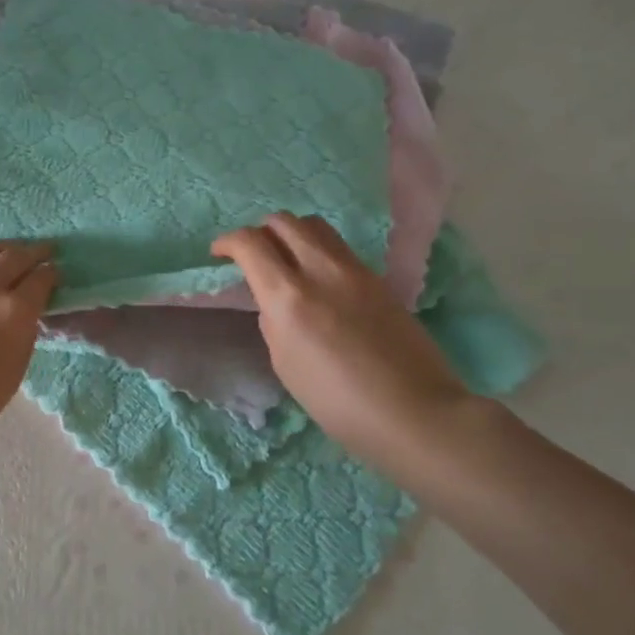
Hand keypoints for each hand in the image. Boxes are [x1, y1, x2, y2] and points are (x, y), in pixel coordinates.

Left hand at [0, 242, 57, 455]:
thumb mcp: (15, 369)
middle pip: (13, 257)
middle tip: (42, 251)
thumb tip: (25, 310)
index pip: (40, 279)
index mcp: (12, 312)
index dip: (51, 273)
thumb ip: (23, 331)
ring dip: (1, 249)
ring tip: (8, 251)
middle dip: (33, 253)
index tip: (54, 272)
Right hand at [211, 214, 470, 453]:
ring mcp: (355, 271)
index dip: (228, 242)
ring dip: (292, 234)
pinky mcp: (379, 279)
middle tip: (254, 256)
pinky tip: (319, 279)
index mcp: (288, 296)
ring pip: (315, 226)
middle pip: (283, 221)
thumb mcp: (285, 364)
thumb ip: (273, 321)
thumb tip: (275, 302)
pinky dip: (318, 250)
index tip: (220, 254)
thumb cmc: (338, 402)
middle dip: (260, 231)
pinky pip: (339, 247)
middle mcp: (320, 271)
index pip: (250, 243)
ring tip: (287, 260)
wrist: (415, 412)